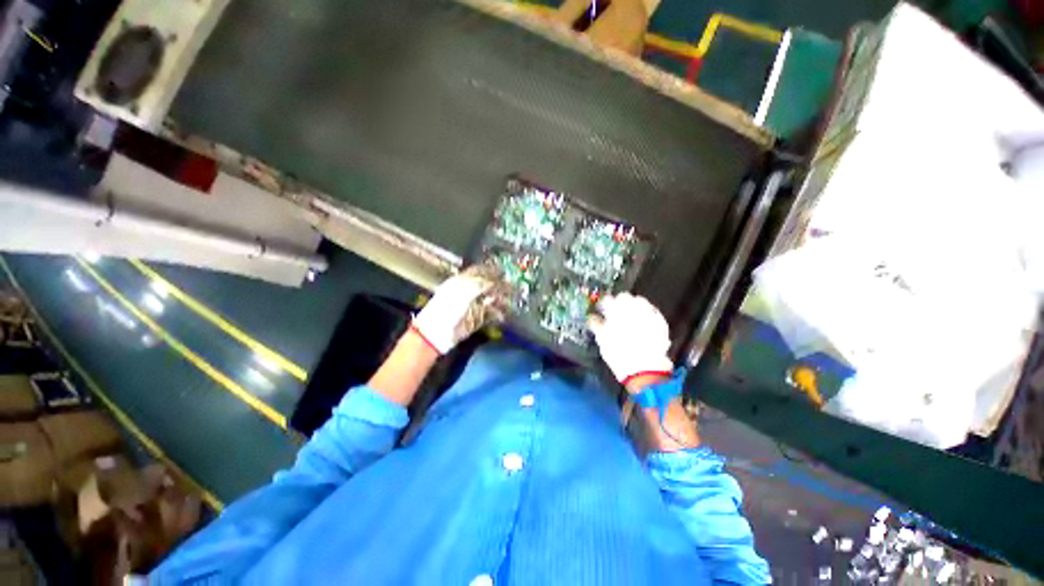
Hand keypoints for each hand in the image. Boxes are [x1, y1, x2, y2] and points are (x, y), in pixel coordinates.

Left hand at [412, 263, 508, 353]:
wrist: (436, 333)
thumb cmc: (447, 308)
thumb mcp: (464, 291)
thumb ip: (481, 284)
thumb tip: (495, 281)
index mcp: (460, 282)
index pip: (478, 272)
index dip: (491, 271)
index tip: (503, 271)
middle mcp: (467, 293)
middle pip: (486, 286)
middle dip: (499, 286)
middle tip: (511, 286)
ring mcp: (471, 306)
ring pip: (490, 300)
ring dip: (500, 300)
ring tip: (509, 301)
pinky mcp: (475, 320)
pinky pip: (490, 315)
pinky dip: (498, 314)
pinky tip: (503, 314)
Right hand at [587, 293, 673, 386]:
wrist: (645, 369)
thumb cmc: (619, 354)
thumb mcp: (602, 339)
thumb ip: (596, 324)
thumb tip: (592, 318)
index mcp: (616, 310)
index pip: (607, 299)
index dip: (603, 305)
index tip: (602, 310)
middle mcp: (633, 307)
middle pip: (624, 297)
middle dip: (619, 303)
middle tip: (616, 314)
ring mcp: (648, 313)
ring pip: (639, 302)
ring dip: (634, 307)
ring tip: (630, 319)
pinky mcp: (660, 321)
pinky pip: (651, 312)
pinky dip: (646, 315)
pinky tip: (643, 325)